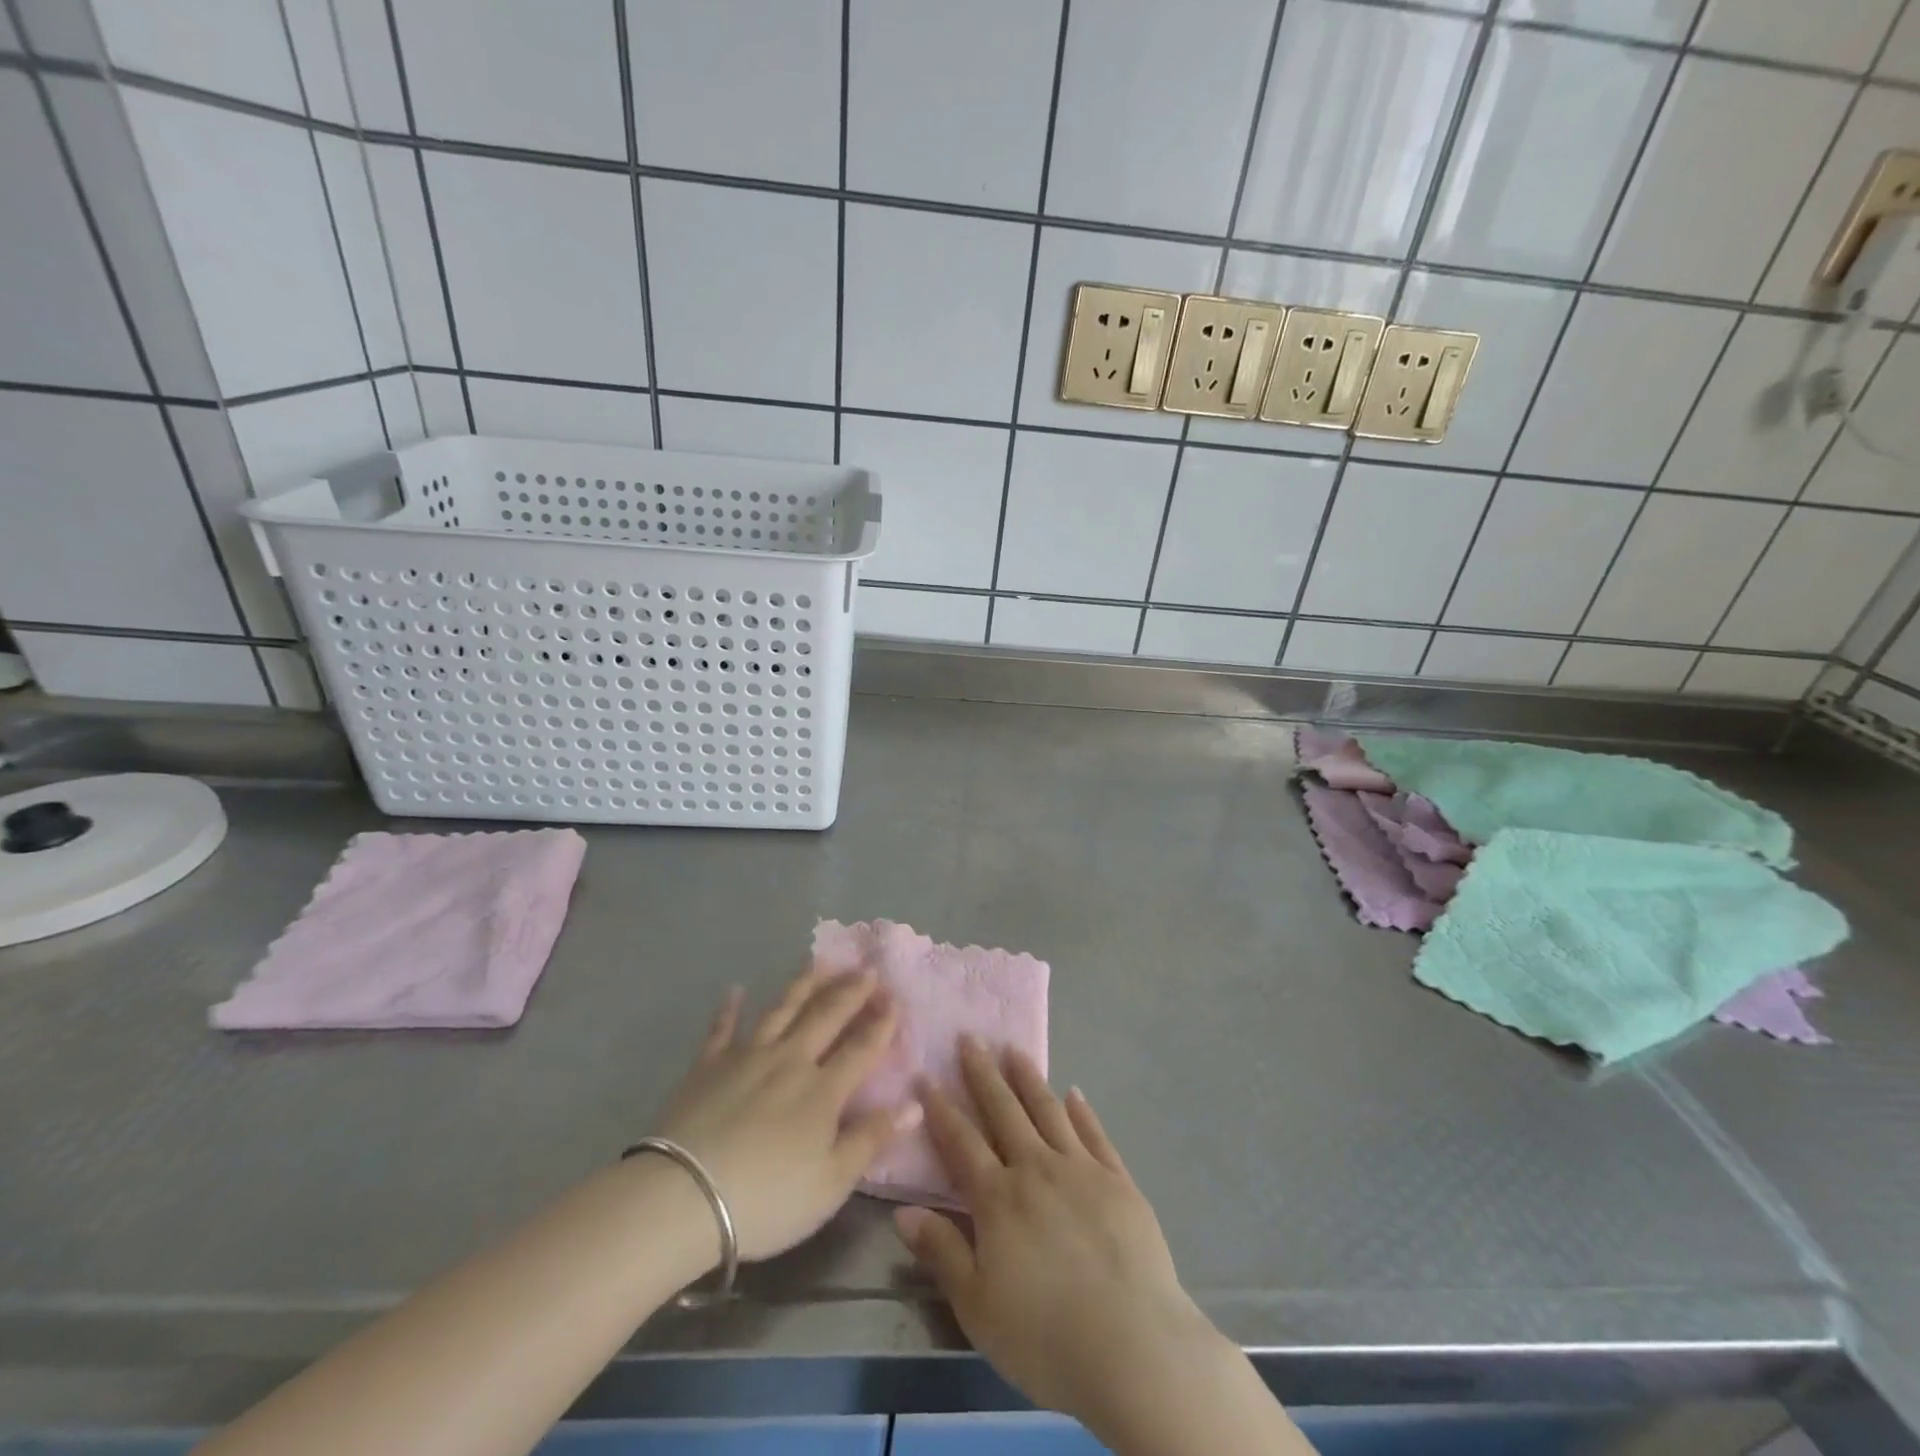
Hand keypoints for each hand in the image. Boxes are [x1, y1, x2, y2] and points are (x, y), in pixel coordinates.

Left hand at [653, 967, 920, 1262]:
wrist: (685, 1196)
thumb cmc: (768, 1198)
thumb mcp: (831, 1183)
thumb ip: (871, 1139)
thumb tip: (913, 1104)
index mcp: (823, 1090)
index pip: (861, 1048)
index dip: (881, 1024)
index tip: (896, 999)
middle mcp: (790, 1060)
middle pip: (826, 1017)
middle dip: (850, 991)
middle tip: (867, 968)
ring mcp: (747, 1057)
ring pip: (782, 1010)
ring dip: (804, 984)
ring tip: (820, 961)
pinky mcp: (708, 1065)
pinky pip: (723, 1028)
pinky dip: (731, 1009)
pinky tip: (736, 990)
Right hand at [893, 1040, 1229, 1435]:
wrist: (1134, 1347)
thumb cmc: (1046, 1337)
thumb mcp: (978, 1307)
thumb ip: (942, 1253)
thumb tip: (903, 1211)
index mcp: (998, 1198)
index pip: (961, 1141)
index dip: (941, 1108)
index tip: (926, 1076)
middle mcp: (1037, 1169)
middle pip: (1004, 1111)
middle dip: (983, 1073)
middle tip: (970, 1038)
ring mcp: (1081, 1170)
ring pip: (1048, 1111)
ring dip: (1029, 1078)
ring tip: (1014, 1050)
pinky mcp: (1119, 1181)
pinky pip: (1095, 1134)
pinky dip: (1082, 1111)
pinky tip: (1074, 1093)